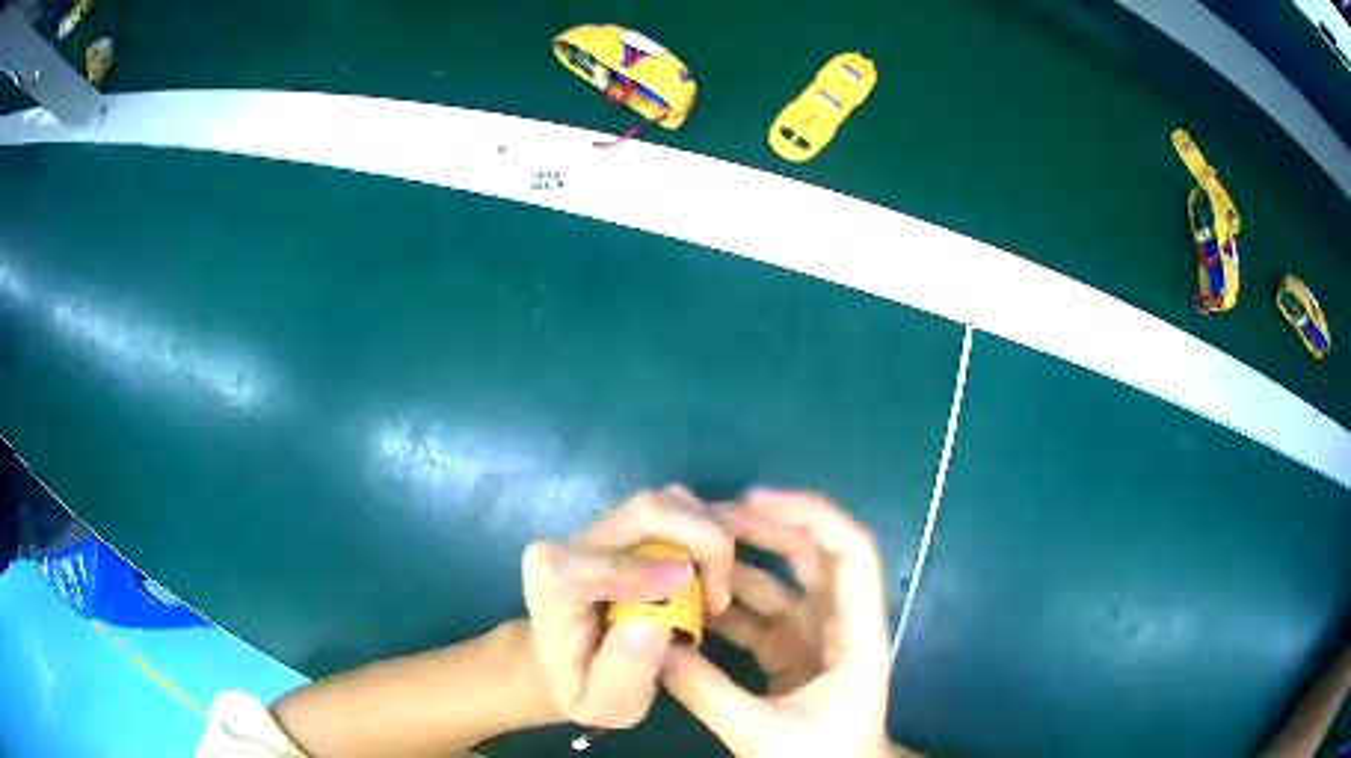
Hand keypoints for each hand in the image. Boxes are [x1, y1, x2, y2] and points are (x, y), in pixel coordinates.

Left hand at [521, 485, 734, 728]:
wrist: (571, 659)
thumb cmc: (585, 686)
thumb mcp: (602, 705)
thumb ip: (622, 673)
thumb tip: (651, 624)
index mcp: (551, 585)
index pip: (590, 565)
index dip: (641, 571)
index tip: (696, 596)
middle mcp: (572, 544)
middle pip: (645, 512)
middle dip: (703, 542)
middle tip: (720, 598)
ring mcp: (603, 526)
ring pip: (670, 502)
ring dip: (713, 534)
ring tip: (721, 587)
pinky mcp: (630, 522)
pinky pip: (682, 507)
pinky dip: (717, 523)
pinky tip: (732, 554)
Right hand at [661, 490, 898, 757]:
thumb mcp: (760, 733)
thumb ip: (705, 691)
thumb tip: (652, 646)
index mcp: (856, 635)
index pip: (850, 552)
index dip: (810, 514)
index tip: (752, 500)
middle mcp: (841, 624)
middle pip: (813, 554)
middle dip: (764, 529)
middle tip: (705, 519)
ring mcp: (815, 638)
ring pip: (781, 584)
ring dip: (739, 567)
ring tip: (687, 555)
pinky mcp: (792, 655)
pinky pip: (760, 617)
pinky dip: (729, 606)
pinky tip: (691, 602)